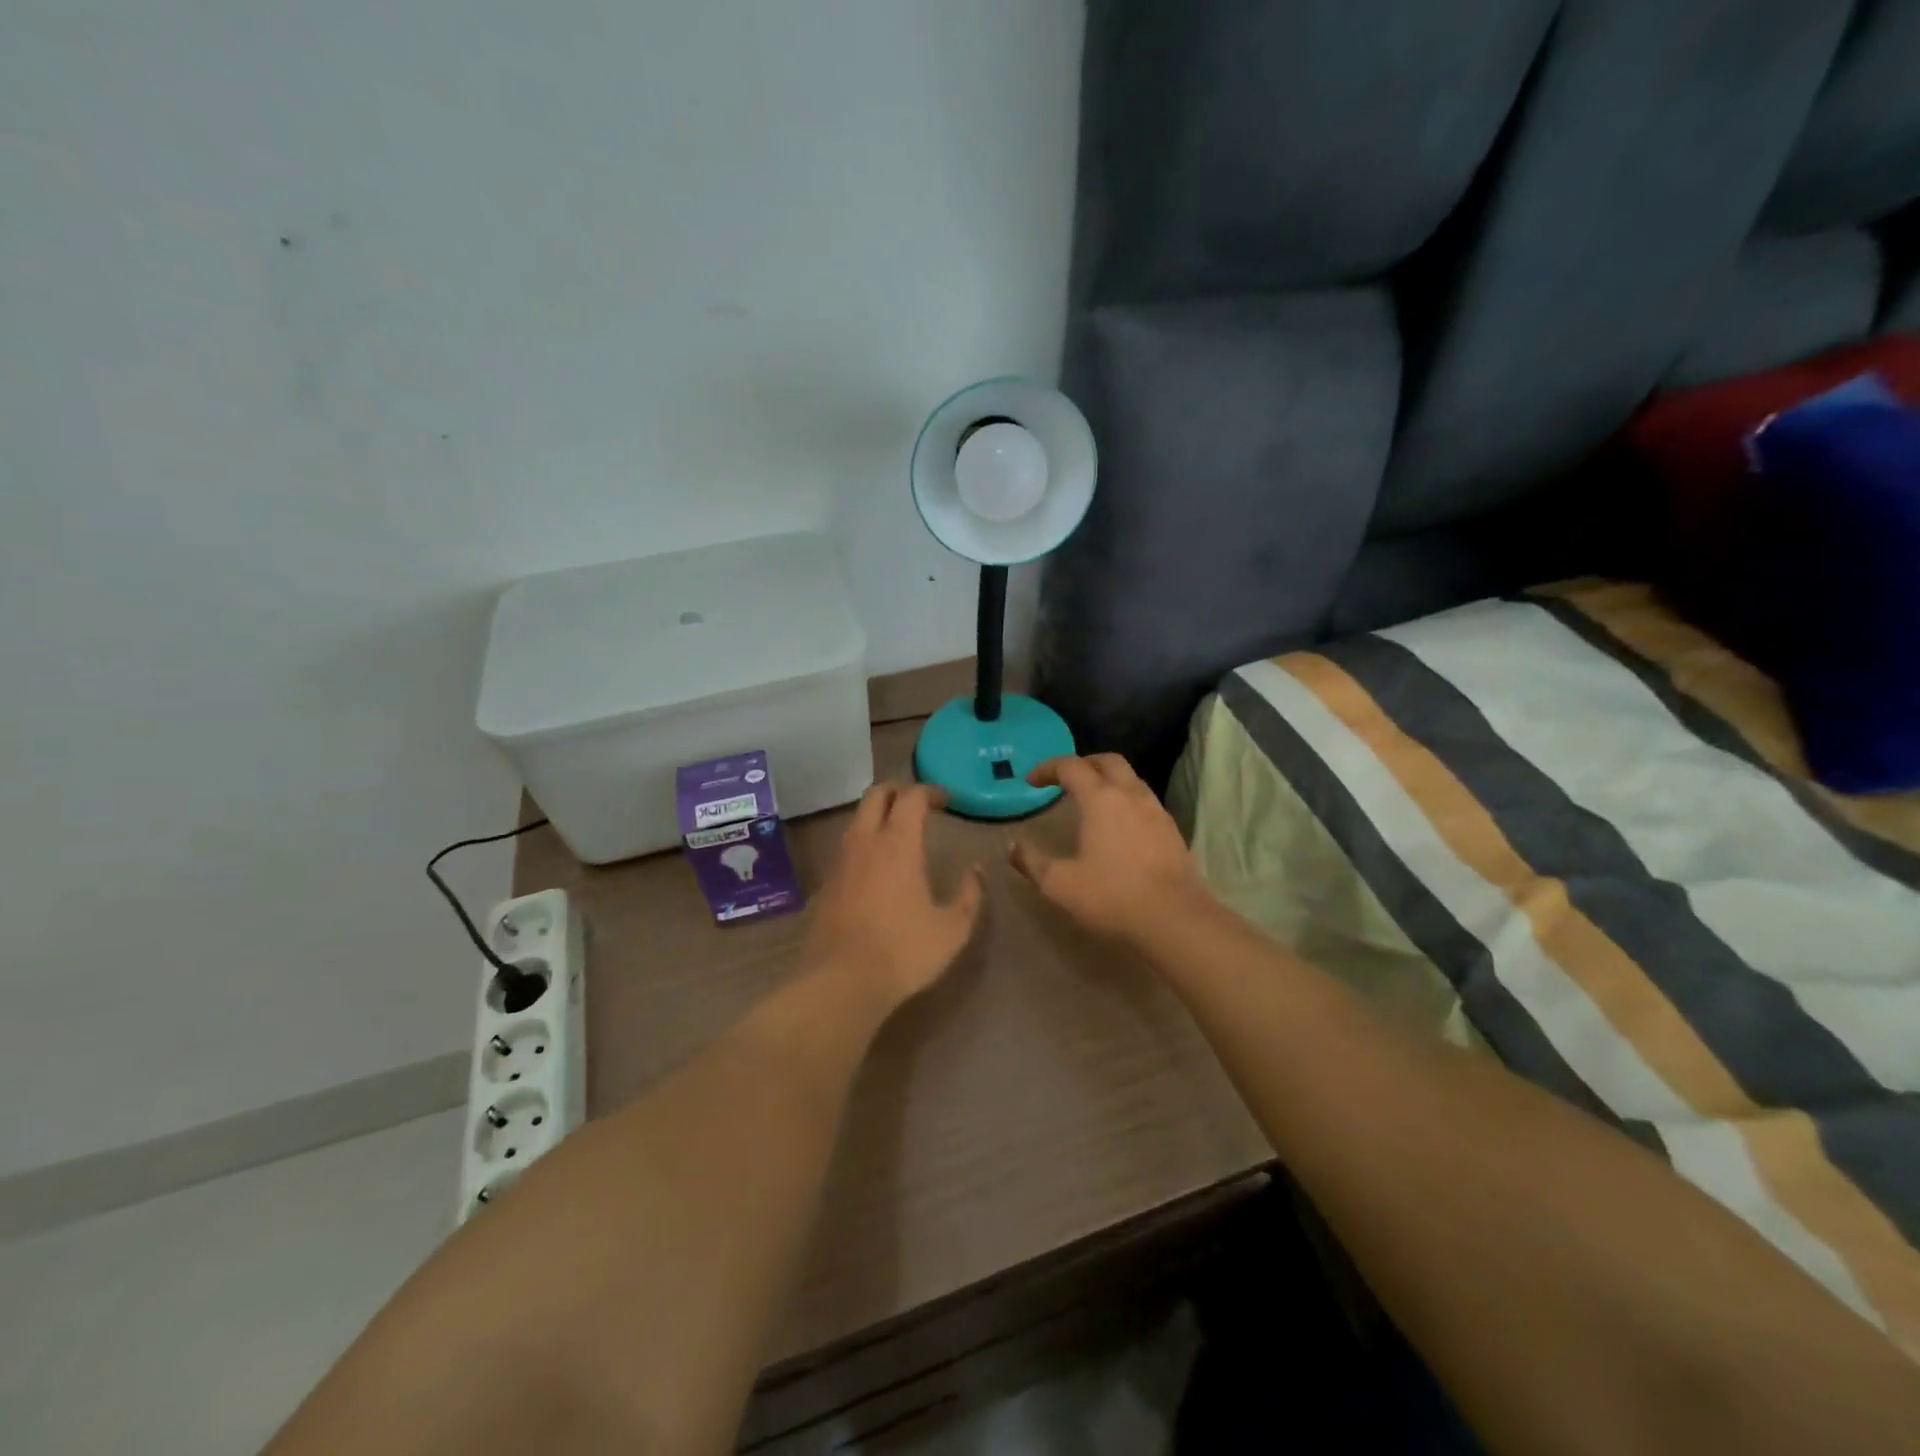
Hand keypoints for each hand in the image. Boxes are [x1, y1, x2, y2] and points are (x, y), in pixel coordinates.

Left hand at [801, 783, 984, 1010]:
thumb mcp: (952, 929)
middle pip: (875, 795)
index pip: (911, 797)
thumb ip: (969, 894)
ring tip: (898, 832)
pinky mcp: (826, 883)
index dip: (930, 792)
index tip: (948, 801)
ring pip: (857, 818)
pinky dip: (864, 841)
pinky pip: (847, 846)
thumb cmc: (903, 952)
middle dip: (898, 791)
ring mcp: (841, 861)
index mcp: (898, 844)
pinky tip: (876, 865)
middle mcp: (865, 842)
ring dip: (877, 814)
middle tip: (919, 804)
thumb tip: (974, 870)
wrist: (841, 982)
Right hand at [1009, 754, 1209, 945]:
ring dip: (1108, 779)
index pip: (1071, 767)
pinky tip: (1119, 825)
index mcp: (1100, 799)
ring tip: (1091, 800)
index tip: (1031, 781)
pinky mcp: (1172, 830)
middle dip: (1083, 763)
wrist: (1175, 919)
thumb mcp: (1060, 884)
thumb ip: (1032, 862)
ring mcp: (1156, 810)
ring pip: (1131, 778)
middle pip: (1108, 761)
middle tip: (1065, 779)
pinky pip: (1145, 800)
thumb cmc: (1112, 896)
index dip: (1048, 768)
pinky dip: (1126, 799)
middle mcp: (1130, 795)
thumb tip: (1012, 846)